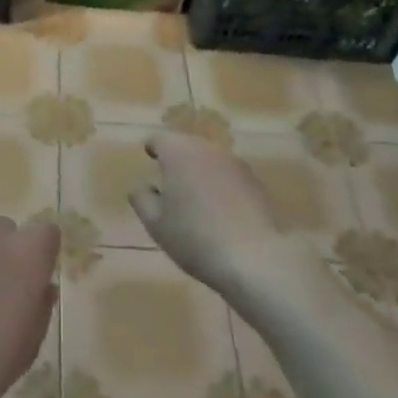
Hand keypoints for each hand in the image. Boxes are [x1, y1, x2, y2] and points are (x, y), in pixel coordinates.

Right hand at [128, 133, 294, 300]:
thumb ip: (142, 199)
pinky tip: (219, 208)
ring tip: (193, 194)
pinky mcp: (255, 180)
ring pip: (209, 158)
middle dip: (176, 158)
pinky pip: (228, 174)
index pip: (159, 139)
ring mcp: (235, 163)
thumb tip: (142, 186)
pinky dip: (219, 182)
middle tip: (168, 179)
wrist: (253, 258)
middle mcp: (207, 149)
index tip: (148, 157)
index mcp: (178, 153)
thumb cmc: (194, 238)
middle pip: (187, 145)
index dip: (152, 147)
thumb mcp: (156, 224)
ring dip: (199, 169)